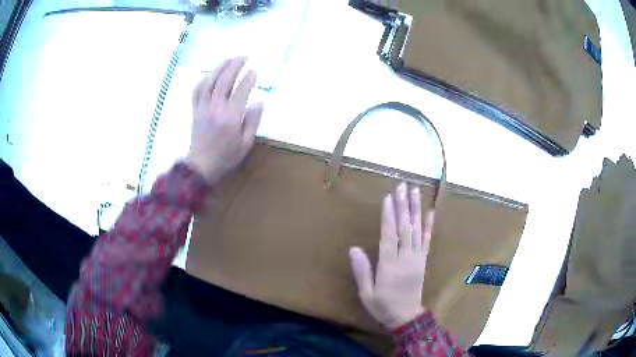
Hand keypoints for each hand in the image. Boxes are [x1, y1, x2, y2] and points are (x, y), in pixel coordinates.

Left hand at [186, 57, 263, 183]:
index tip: (255, 71)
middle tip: (243, 57)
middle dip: (234, 66)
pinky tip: (210, 74)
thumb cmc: (226, 157)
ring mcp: (203, 108)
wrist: (201, 167)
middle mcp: (216, 108)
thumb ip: (252, 122)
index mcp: (230, 117)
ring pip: (210, 82)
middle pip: (224, 81)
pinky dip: (203, 80)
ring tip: (228, 59)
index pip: (241, 91)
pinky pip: (197, 91)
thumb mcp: (245, 144)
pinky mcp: (195, 110)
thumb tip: (259, 102)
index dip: (249, 79)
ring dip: (219, 68)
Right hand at [349, 182, 434, 329]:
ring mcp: (416, 258)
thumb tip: (354, 249)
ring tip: (415, 192)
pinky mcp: (423, 261)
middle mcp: (405, 258)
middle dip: (403, 205)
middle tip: (402, 186)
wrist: (406, 317)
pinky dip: (429, 226)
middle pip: (404, 227)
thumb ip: (362, 271)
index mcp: (389, 265)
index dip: (389, 215)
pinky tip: (430, 212)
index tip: (389, 197)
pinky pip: (427, 241)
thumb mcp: (367, 293)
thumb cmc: (383, 306)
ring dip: (415, 210)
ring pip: (416, 230)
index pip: (389, 235)